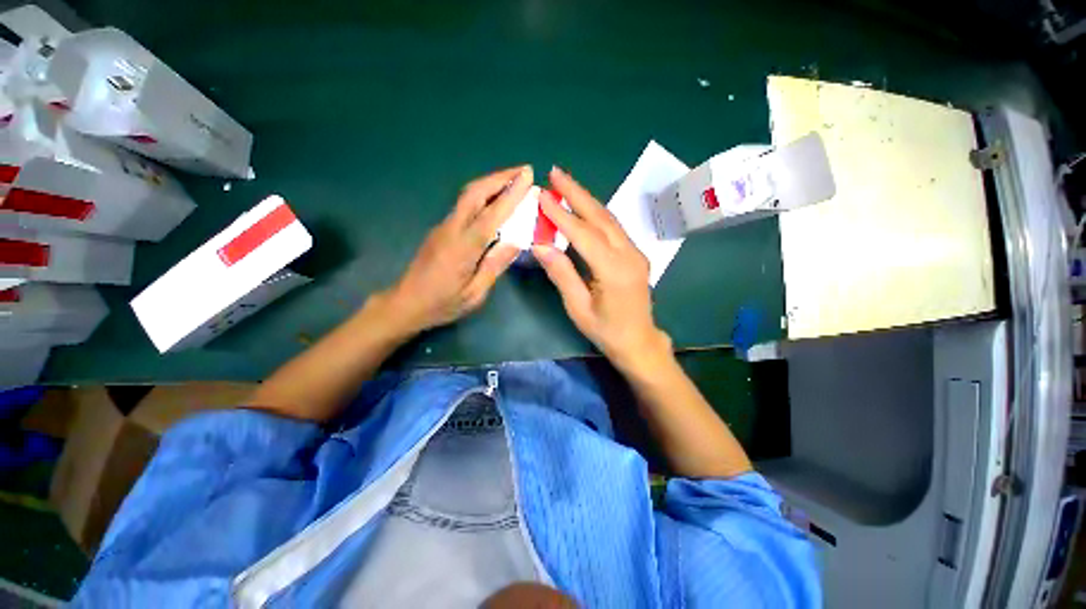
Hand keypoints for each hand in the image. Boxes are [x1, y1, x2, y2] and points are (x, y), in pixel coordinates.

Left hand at [382, 166, 531, 332]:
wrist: (406, 303)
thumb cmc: (442, 303)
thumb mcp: (474, 293)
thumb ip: (494, 266)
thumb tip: (516, 241)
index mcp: (462, 248)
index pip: (490, 215)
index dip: (510, 195)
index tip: (528, 178)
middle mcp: (451, 229)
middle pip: (475, 193)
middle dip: (501, 178)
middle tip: (524, 171)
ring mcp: (443, 226)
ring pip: (468, 195)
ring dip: (492, 183)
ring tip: (515, 180)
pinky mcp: (441, 228)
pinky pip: (465, 205)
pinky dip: (484, 195)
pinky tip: (496, 200)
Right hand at [532, 167, 671, 372]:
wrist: (639, 341)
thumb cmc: (606, 331)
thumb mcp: (578, 307)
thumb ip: (562, 274)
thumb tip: (540, 245)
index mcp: (614, 271)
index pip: (584, 234)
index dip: (561, 214)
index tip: (542, 196)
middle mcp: (629, 255)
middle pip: (600, 217)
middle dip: (577, 193)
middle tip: (556, 172)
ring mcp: (635, 253)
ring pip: (609, 219)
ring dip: (587, 199)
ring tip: (566, 184)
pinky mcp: (635, 254)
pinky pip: (613, 228)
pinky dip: (596, 214)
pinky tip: (583, 207)